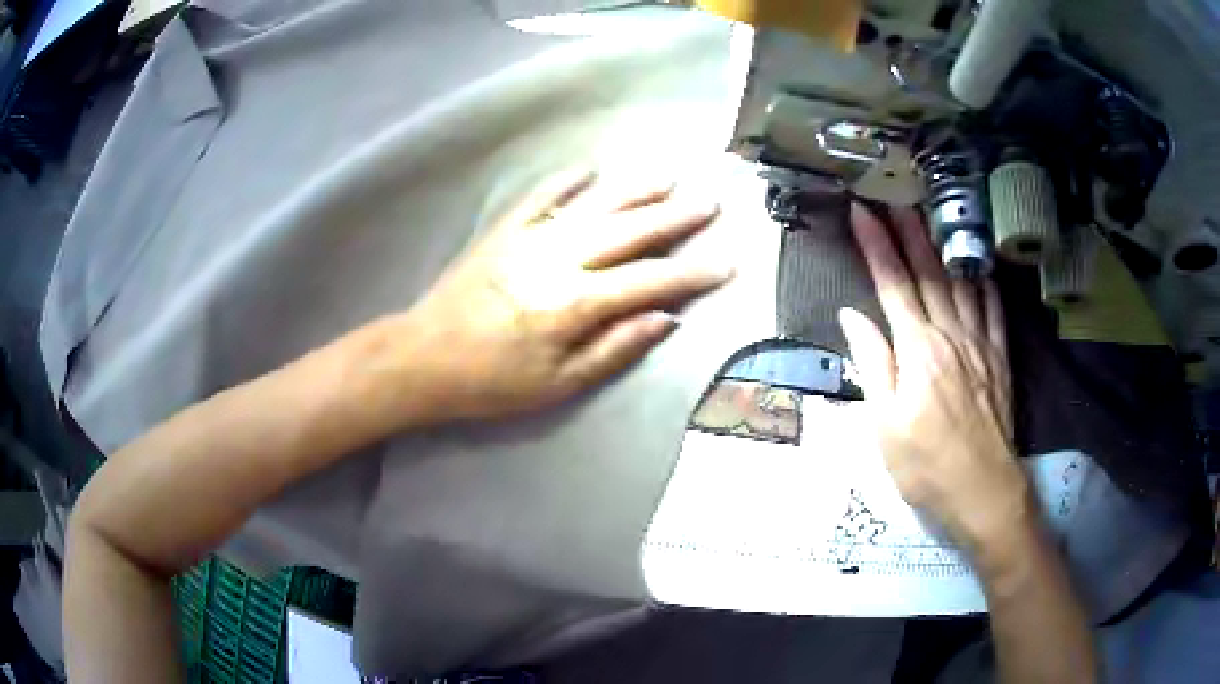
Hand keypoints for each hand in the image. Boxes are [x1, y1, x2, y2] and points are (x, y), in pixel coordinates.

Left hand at [394, 169, 732, 421]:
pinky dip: (565, 181)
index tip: (727, 262)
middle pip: (627, 232)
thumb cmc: (491, 382)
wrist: (423, 357)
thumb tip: (664, 320)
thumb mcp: (558, 385)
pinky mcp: (503, 232)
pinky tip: (588, 169)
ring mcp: (528, 240)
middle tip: (708, 202)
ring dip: (631, 190)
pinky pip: (539, 198)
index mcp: (574, 304)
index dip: (691, 274)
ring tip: (666, 176)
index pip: (648, 282)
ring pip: (591, 206)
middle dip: (673, 218)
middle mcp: (558, 260)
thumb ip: (614, 349)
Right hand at [841, 203, 1030, 553]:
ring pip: (961, 283)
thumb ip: (873, 364)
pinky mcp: (1000, 358)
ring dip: (944, 247)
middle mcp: (950, 335)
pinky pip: (994, 310)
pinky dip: (985, 282)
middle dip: (909, 232)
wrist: (983, 492)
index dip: (875, 245)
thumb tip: (853, 316)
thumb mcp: (884, 426)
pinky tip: (980, 266)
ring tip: (932, 218)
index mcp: (917, 351)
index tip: (860, 212)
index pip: (892, 284)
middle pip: (928, 273)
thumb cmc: (926, 466)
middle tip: (896, 199)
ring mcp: (980, 344)